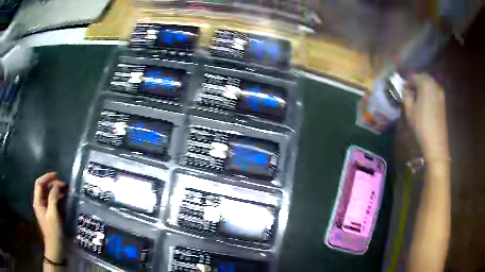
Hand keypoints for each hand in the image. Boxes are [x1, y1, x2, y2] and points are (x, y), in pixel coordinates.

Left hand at [33, 172, 67, 262]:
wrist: (56, 247)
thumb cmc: (53, 231)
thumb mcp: (53, 214)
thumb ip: (53, 198)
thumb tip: (56, 185)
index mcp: (38, 202)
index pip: (39, 183)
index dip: (47, 177)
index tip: (57, 175)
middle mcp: (39, 203)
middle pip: (44, 188)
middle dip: (52, 183)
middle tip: (64, 184)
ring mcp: (44, 208)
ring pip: (48, 194)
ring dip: (55, 190)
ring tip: (65, 189)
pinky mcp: (49, 213)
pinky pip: (52, 201)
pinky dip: (57, 197)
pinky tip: (63, 198)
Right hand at [402, 74, 448, 163]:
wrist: (436, 142)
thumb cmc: (421, 125)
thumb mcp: (409, 111)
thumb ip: (406, 96)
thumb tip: (406, 90)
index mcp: (425, 84)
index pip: (413, 77)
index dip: (407, 83)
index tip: (403, 90)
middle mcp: (434, 84)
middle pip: (423, 78)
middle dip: (416, 82)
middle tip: (410, 91)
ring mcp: (440, 93)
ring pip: (429, 84)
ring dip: (423, 87)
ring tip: (417, 97)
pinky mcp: (443, 101)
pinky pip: (434, 91)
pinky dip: (429, 92)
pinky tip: (425, 102)